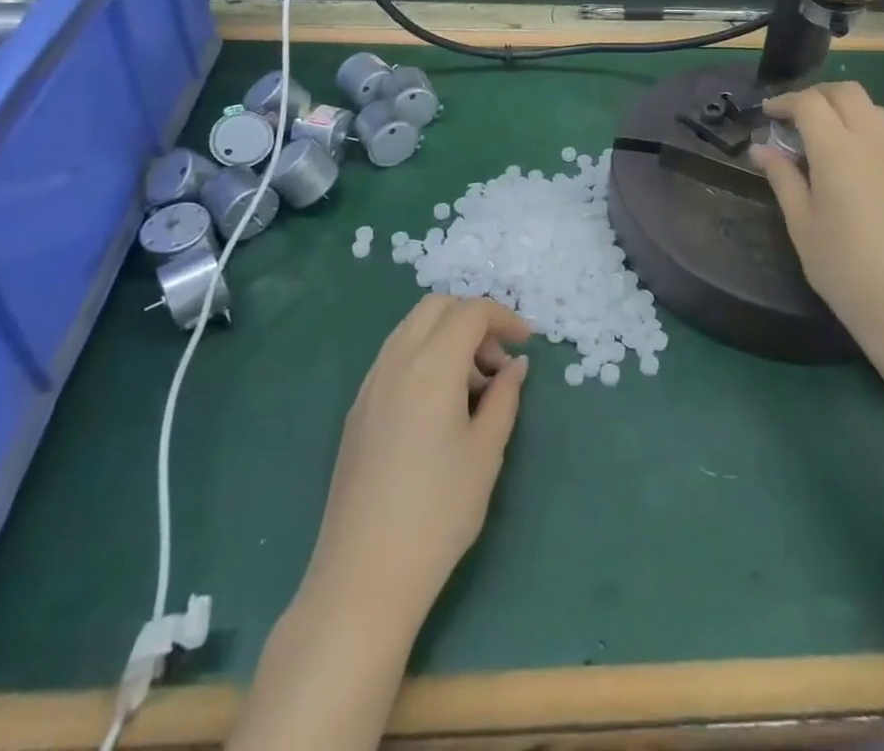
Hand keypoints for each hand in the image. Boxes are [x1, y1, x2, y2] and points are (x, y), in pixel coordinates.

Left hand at [305, 295, 531, 624]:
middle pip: (437, 307)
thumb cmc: (438, 513)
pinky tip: (439, 406)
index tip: (526, 343)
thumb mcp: (486, 452)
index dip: (504, 318)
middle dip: (473, 319)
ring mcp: (370, 384)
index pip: (471, 312)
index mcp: (431, 366)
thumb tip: (515, 365)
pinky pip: (395, 357)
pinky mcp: (357, 409)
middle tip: (497, 362)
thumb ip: (505, 397)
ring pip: (412, 328)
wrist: (363, 576)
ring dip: (447, 337)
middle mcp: (396, 361)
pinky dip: (424, 356)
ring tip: (473, 388)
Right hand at [753, 82, 883, 363]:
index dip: (785, 102)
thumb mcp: (801, 224)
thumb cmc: (843, 268)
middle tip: (793, 117)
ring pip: (872, 107)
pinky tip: (851, 156)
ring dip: (844, 107)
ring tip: (821, 133)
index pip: (810, 103)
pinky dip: (864, 125)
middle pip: (846, 92)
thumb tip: (761, 148)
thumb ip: (782, 178)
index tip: (767, 114)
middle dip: (816, 95)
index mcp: (838, 151)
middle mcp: (873, 141)